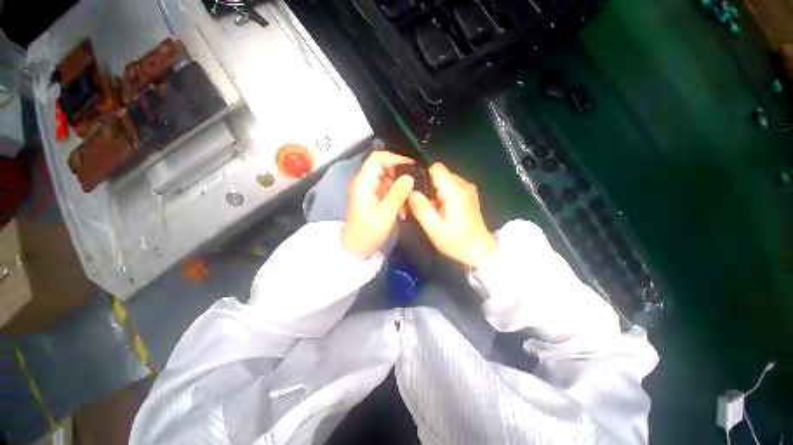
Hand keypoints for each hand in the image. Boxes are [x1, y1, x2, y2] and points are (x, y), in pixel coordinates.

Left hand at [342, 151, 414, 257]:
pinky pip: (388, 191)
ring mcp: (370, 191)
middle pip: (384, 167)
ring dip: (401, 188)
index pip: (377, 158)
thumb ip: (397, 194)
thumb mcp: (385, 214)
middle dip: (400, 175)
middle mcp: (365, 183)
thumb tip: (410, 176)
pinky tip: (403, 210)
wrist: (357, 248)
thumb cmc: (368, 232)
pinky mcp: (374, 198)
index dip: (394, 158)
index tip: (411, 166)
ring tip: (409, 201)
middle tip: (415, 185)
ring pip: (389, 179)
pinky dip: (397, 197)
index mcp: (363, 183)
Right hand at [408, 163, 496, 268]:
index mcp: (455, 191)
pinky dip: (441, 196)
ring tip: (431, 211)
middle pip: (439, 174)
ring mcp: (468, 189)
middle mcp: (463, 185)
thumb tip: (411, 192)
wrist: (480, 251)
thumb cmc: (457, 242)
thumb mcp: (434, 229)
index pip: (436, 168)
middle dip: (427, 187)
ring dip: (434, 193)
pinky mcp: (468, 195)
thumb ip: (421, 208)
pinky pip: (450, 188)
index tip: (416, 191)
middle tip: (420, 205)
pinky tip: (440, 211)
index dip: (423, 176)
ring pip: (443, 181)